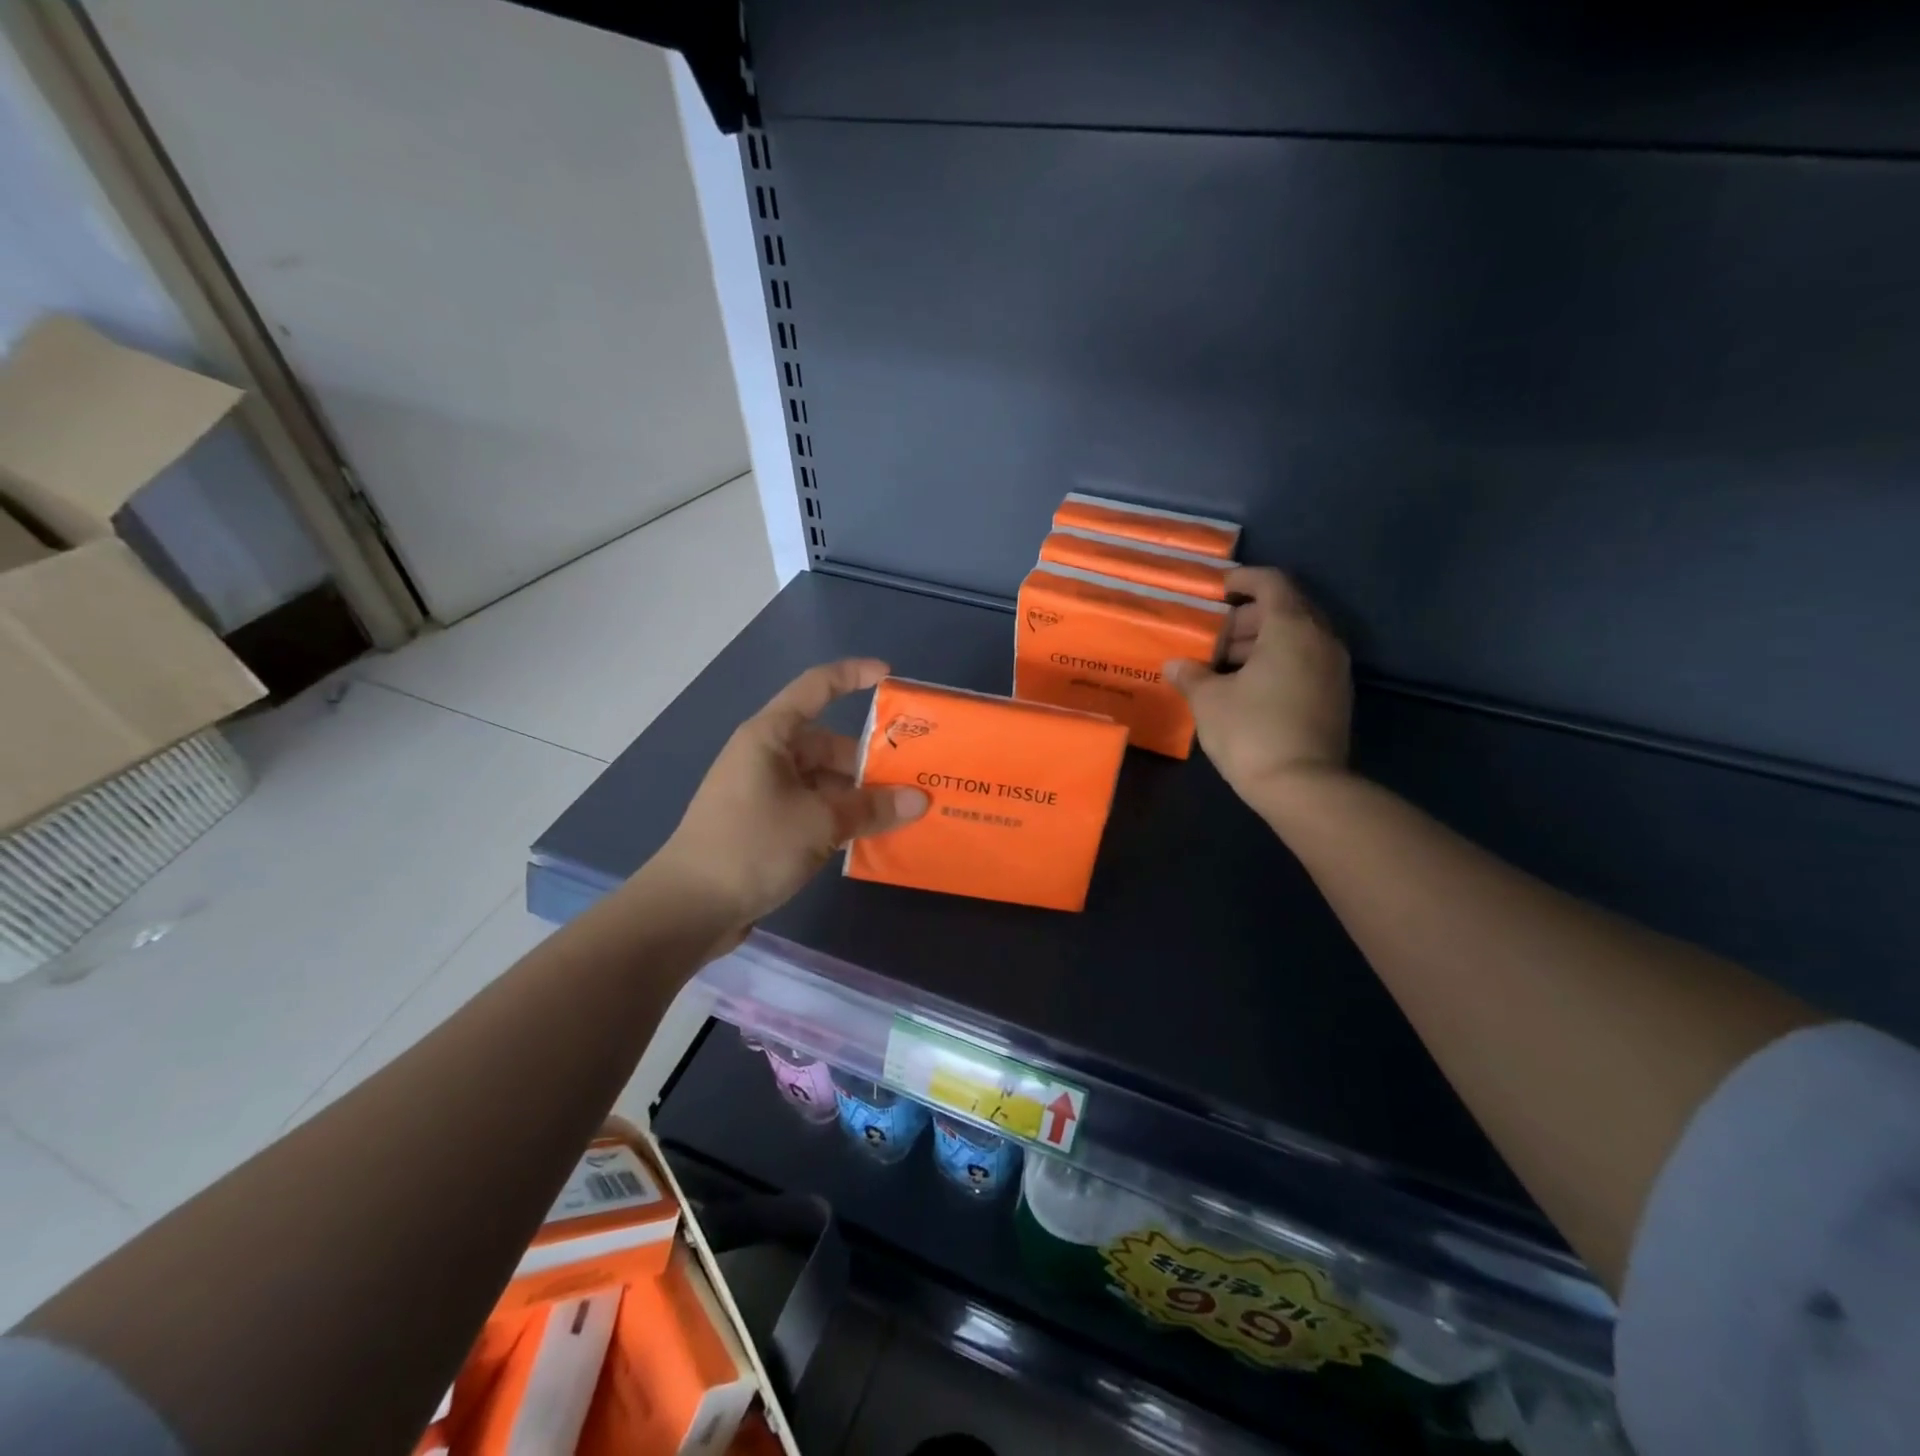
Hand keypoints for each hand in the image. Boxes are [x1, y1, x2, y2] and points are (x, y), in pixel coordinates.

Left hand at [652, 659, 929, 935]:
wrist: (689, 908)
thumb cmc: (752, 846)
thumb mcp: (820, 824)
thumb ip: (872, 809)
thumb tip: (920, 800)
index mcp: (771, 736)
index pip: (815, 687)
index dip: (853, 675)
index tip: (890, 678)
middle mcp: (766, 755)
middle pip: (827, 743)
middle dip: (867, 760)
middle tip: (912, 779)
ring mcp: (763, 791)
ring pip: (822, 780)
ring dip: (856, 795)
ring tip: (900, 813)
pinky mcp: (764, 824)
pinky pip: (812, 807)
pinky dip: (838, 817)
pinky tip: (869, 836)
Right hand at [1165, 567, 1352, 812]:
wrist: (1304, 787)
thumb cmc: (1251, 731)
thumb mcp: (1209, 700)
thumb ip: (1191, 675)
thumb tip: (1176, 665)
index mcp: (1291, 628)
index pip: (1271, 583)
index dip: (1243, 580)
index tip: (1217, 590)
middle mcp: (1320, 640)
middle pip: (1284, 610)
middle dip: (1246, 618)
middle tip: (1212, 637)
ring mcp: (1334, 669)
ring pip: (1295, 639)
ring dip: (1260, 643)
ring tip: (1222, 666)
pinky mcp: (1336, 697)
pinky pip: (1304, 662)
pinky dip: (1277, 663)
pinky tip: (1247, 688)